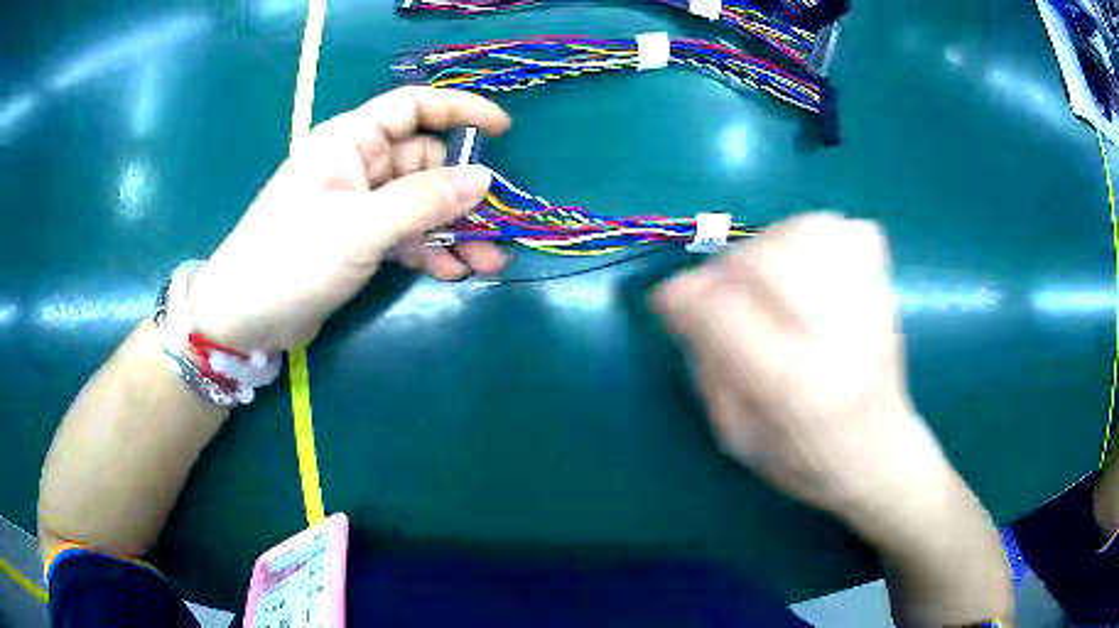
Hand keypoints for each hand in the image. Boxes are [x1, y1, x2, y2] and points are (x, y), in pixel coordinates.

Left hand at [188, 87, 511, 351]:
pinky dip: (430, 251)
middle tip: (497, 227)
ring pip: (420, 205)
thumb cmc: (292, 259)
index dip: (459, 111)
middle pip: (425, 163)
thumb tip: (483, 178)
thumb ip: (424, 201)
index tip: (503, 131)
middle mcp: (357, 165)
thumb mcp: (361, 227)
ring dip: (454, 231)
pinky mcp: (357, 241)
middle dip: (463, 194)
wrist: (245, 319)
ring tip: (487, 264)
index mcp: (350, 141)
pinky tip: (452, 274)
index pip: (413, 107)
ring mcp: (358, 205)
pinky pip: (405, 235)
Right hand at [654, 214, 1013, 626]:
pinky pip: (850, 231)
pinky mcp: (886, 291)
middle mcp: (838, 339)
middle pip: (766, 262)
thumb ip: (709, 368)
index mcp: (796, 389)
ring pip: (807, 233)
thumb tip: (687, 303)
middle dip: (724, 269)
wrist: (881, 457)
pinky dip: (819, 234)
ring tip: (764, 274)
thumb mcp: (739, 438)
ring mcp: (870, 307)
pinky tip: (808, 262)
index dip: (683, 298)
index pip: (726, 316)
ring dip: (768, 244)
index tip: (667, 300)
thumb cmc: (807, 463)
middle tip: (718, 291)